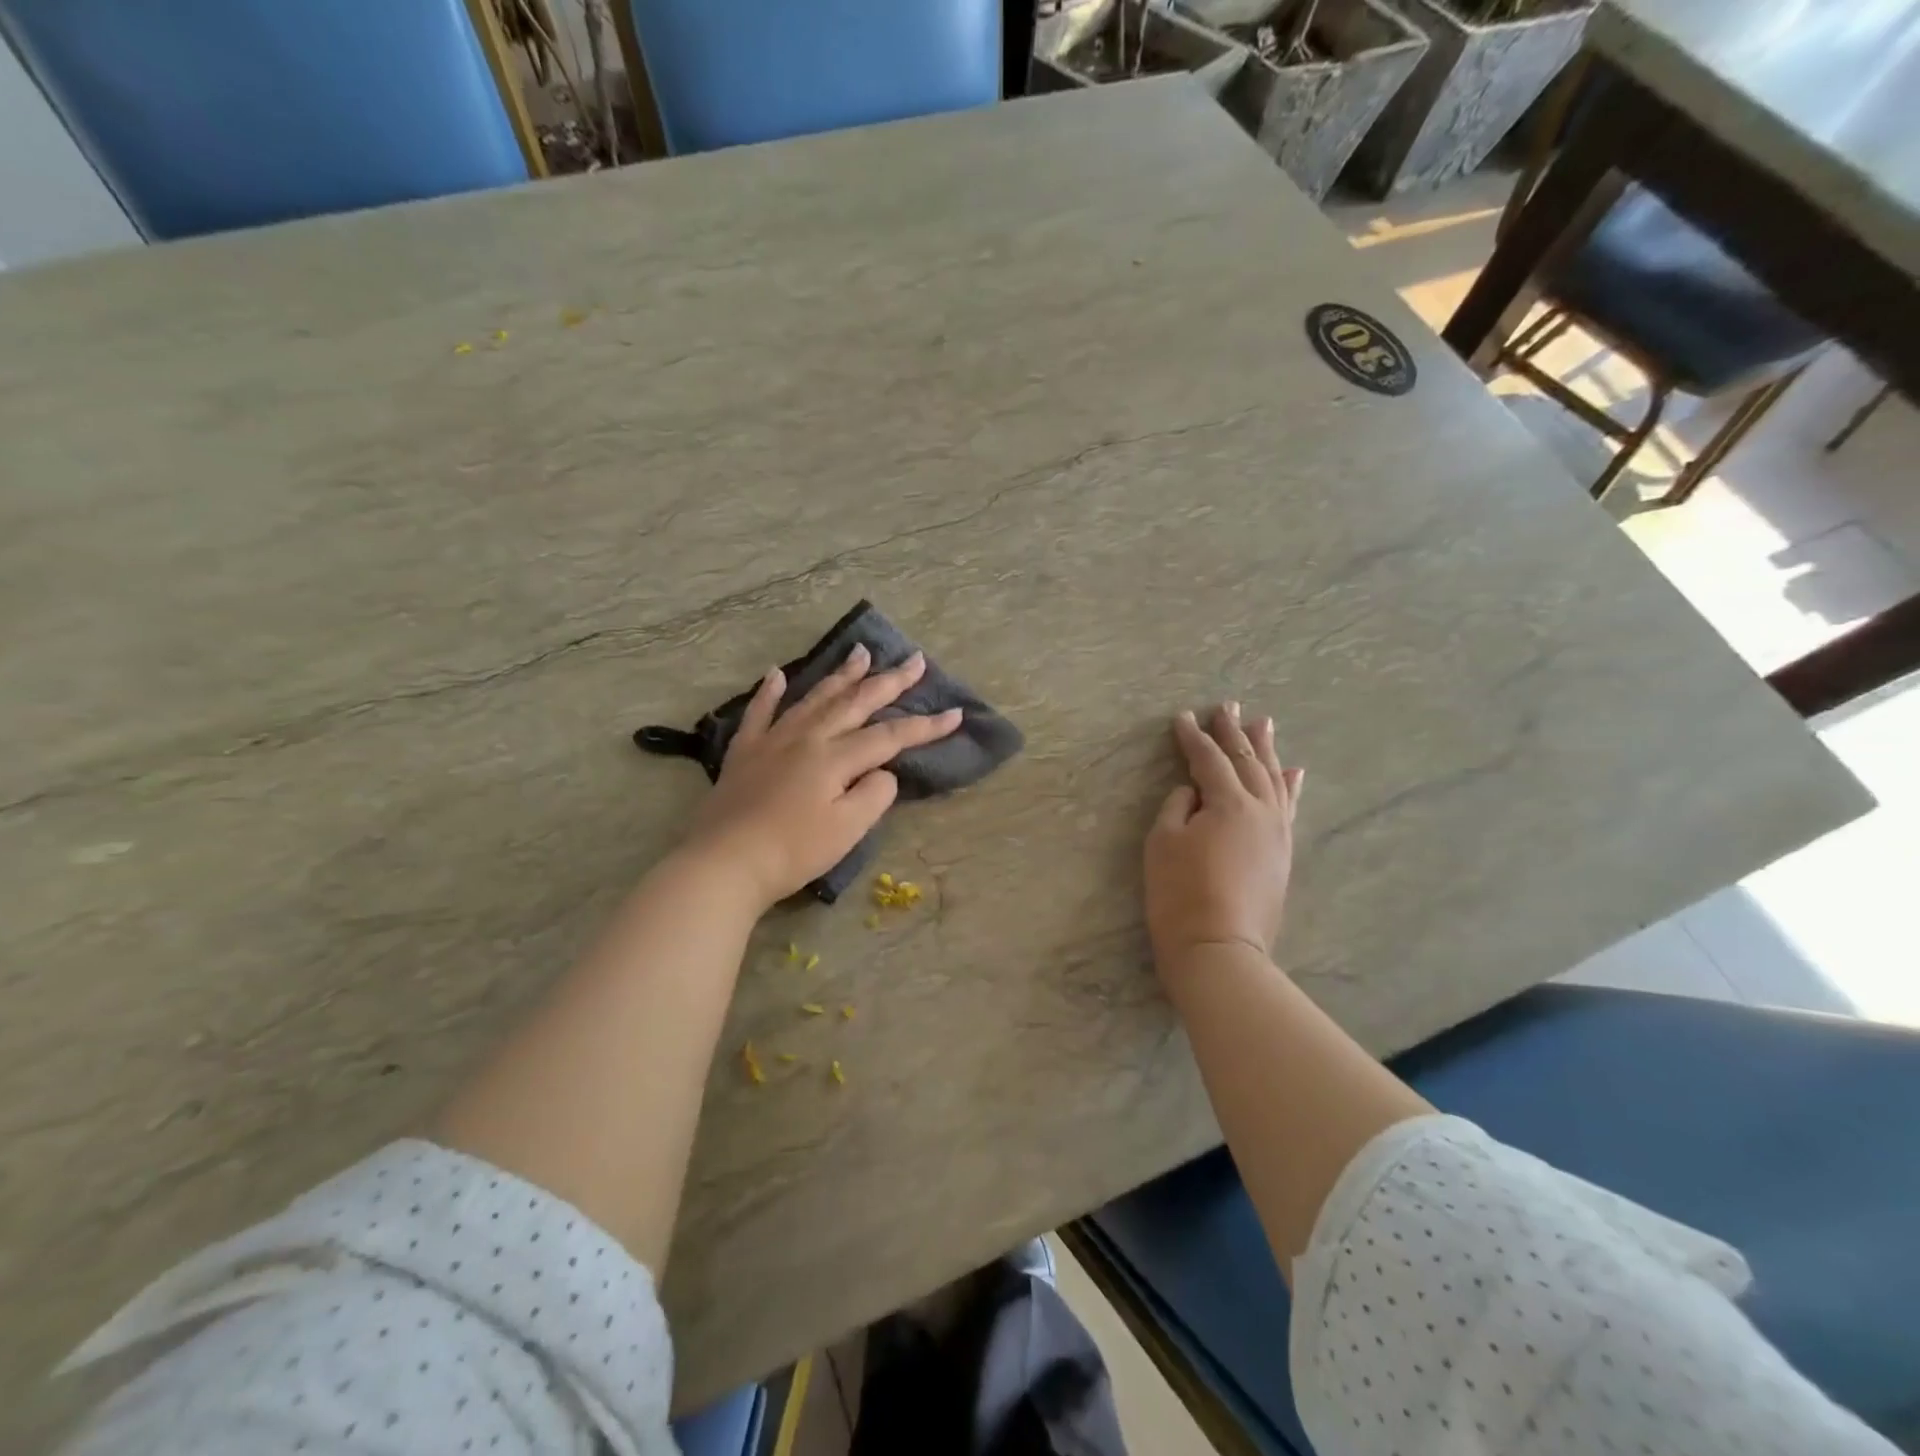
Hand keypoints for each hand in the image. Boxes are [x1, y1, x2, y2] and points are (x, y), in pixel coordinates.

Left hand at [681, 645, 962, 910]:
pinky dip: (770, 692)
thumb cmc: (793, 851)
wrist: (724, 863)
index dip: (925, 726)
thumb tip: (882, 771)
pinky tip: (776, 674)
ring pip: (814, 699)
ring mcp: (772, 741)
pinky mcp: (745, 753)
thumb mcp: (847, 830)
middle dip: (889, 682)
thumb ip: (874, 795)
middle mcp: (807, 738)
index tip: (955, 714)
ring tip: (861, 654)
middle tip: (914, 660)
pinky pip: (759, 713)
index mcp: (835, 758)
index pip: (890, 736)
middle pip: (855, 703)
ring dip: (841, 676)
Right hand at [1144, 703, 1303, 969]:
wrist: (1219, 949)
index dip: (1193, 737)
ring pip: (1274, 779)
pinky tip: (1294, 771)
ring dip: (1266, 750)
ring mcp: (1278, 832)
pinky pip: (1289, 807)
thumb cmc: (1180, 894)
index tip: (1182, 717)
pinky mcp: (1283, 853)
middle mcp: (1261, 810)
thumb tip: (1193, 791)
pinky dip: (1290, 785)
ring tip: (1262, 723)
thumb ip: (1177, 806)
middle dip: (1234, 732)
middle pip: (1247, 761)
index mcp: (1228, 803)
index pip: (1209, 760)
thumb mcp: (1163, 843)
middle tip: (1227, 706)